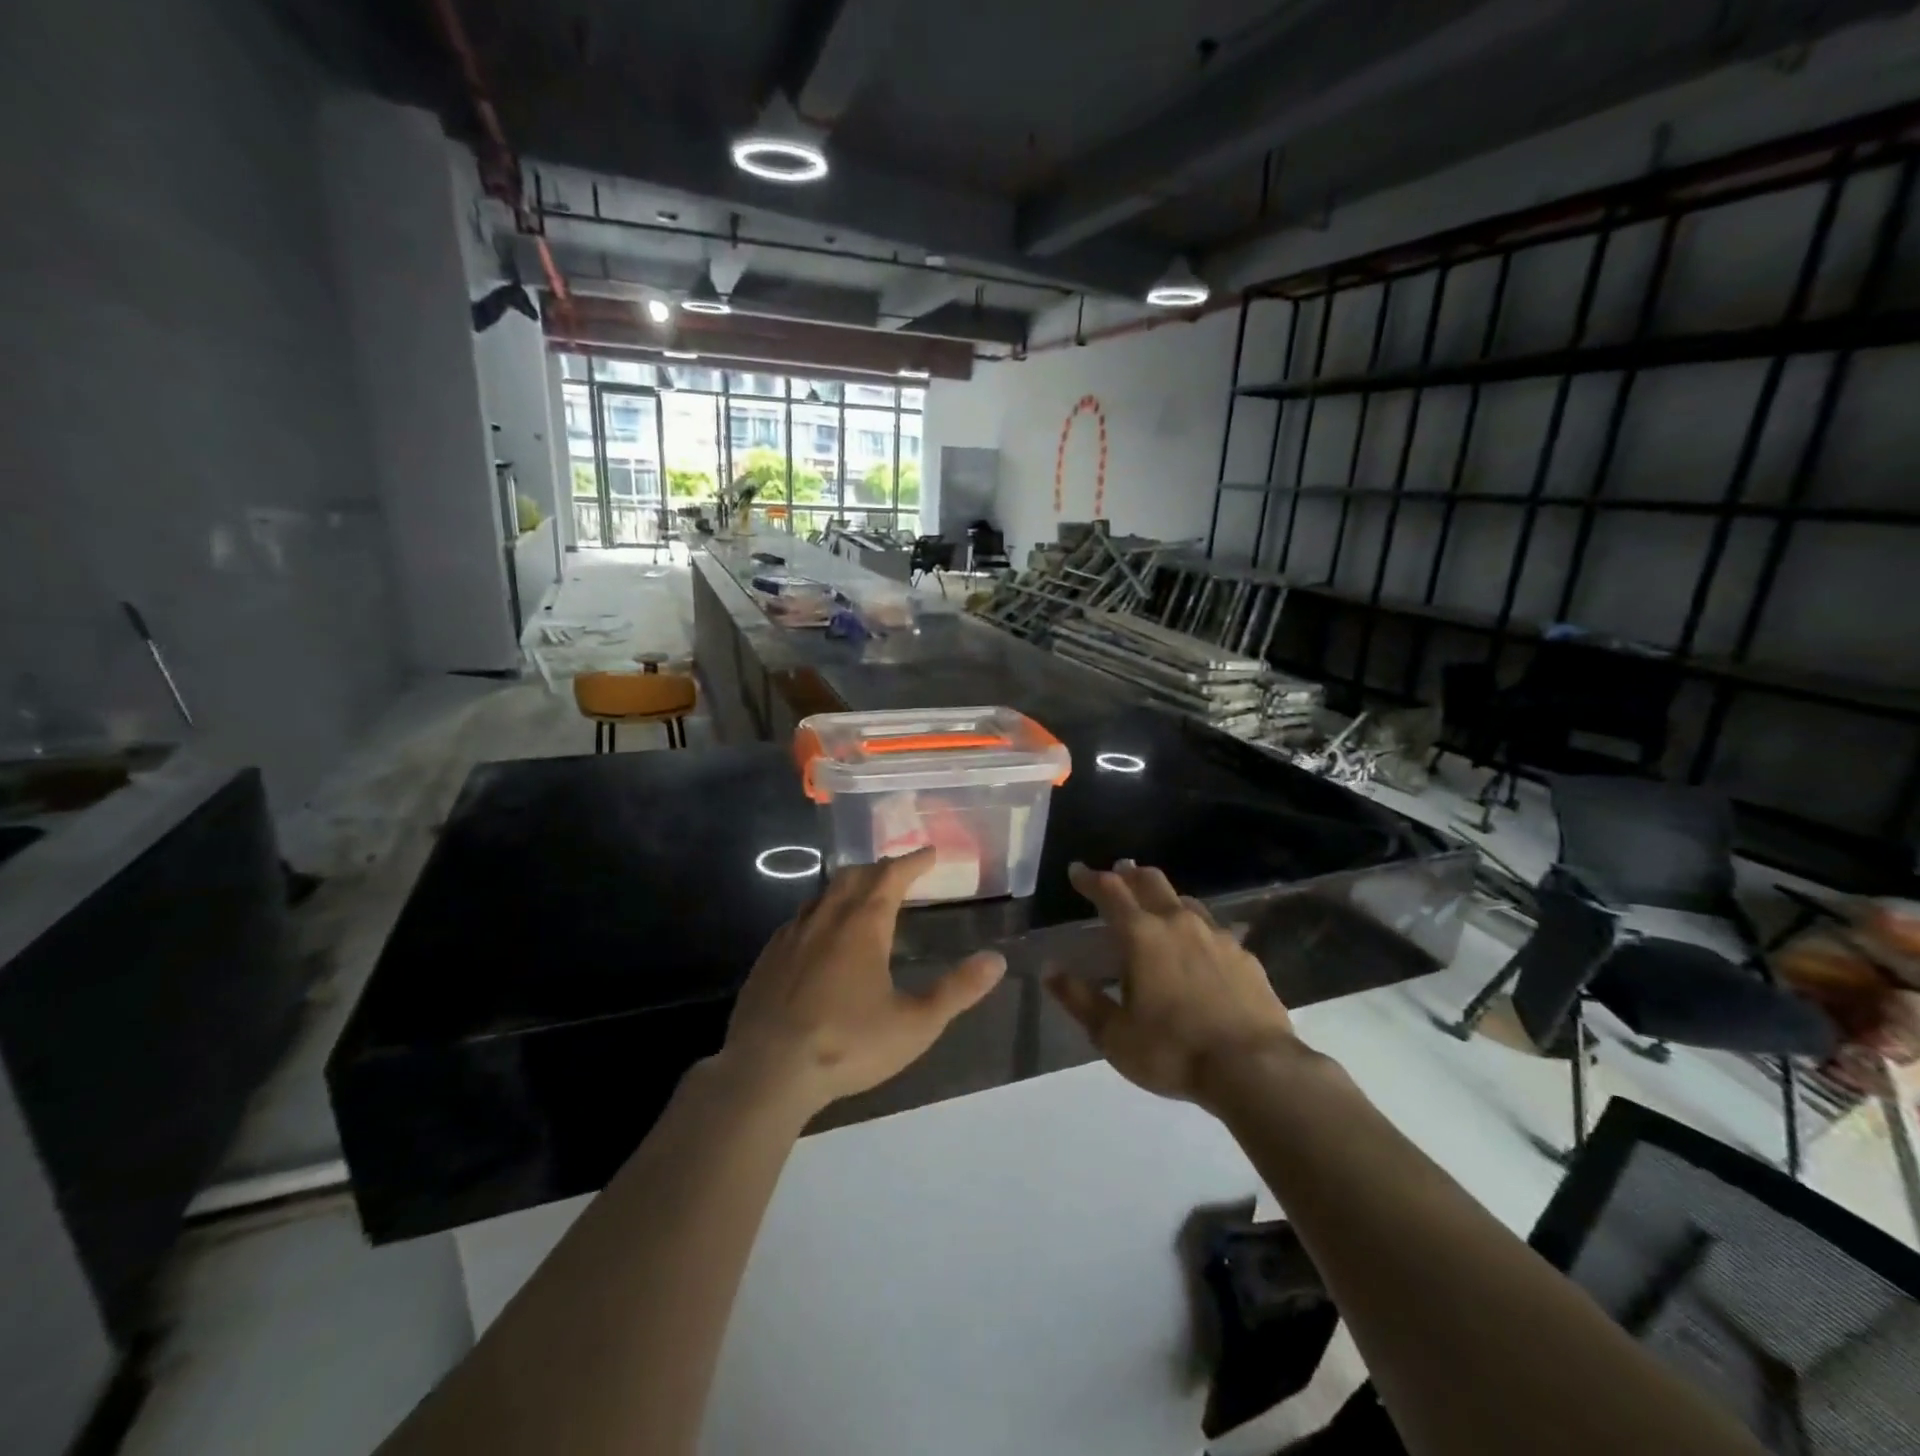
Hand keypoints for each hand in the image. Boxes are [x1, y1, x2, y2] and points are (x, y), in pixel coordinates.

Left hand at [723, 846, 1005, 1111]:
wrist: (765, 1071)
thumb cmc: (847, 1044)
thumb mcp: (915, 1024)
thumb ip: (957, 990)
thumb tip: (996, 960)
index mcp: (862, 924)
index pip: (891, 876)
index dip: (912, 861)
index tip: (929, 853)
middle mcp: (826, 918)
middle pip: (854, 876)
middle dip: (879, 869)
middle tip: (898, 873)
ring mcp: (791, 935)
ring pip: (823, 894)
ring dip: (847, 888)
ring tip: (862, 899)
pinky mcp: (767, 958)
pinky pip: (799, 919)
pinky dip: (820, 913)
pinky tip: (820, 937)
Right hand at [1048, 860, 1296, 1105]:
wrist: (1255, 1069)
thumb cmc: (1173, 1050)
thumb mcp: (1114, 1034)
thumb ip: (1080, 999)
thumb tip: (1050, 970)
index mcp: (1141, 936)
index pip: (1110, 891)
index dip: (1090, 878)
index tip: (1076, 870)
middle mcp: (1178, 923)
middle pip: (1151, 881)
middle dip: (1130, 873)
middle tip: (1118, 872)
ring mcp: (1217, 936)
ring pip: (1185, 901)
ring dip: (1164, 898)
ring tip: (1156, 908)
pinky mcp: (1245, 956)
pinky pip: (1214, 930)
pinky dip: (1196, 929)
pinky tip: (1199, 949)